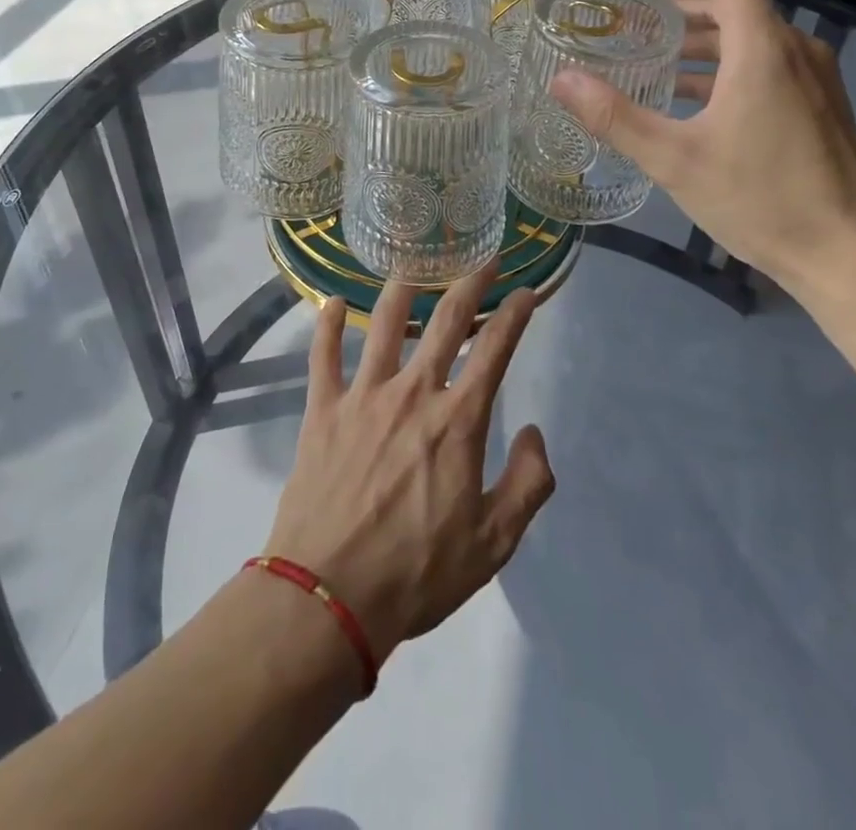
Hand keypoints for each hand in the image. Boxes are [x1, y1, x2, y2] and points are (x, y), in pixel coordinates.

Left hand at [262, 268, 555, 663]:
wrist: (329, 596)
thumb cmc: (416, 573)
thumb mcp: (493, 544)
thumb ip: (527, 484)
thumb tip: (534, 433)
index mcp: (457, 421)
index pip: (495, 351)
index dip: (515, 315)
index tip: (525, 292)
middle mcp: (412, 392)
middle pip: (445, 321)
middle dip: (470, 284)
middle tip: (483, 260)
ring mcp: (363, 395)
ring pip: (384, 323)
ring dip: (402, 288)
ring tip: (413, 267)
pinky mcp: (322, 409)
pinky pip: (324, 354)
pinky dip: (327, 324)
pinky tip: (331, 302)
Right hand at [550, 0, 855, 301]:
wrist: (851, 256)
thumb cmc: (763, 200)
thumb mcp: (675, 160)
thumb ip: (615, 116)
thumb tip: (561, 80)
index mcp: (762, 48)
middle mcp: (793, 49)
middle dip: (678, 4)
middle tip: (629, 25)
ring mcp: (813, 77)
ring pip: (748, 35)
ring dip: (698, 39)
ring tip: (649, 62)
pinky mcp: (819, 104)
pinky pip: (764, 64)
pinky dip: (722, 66)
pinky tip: (689, 101)